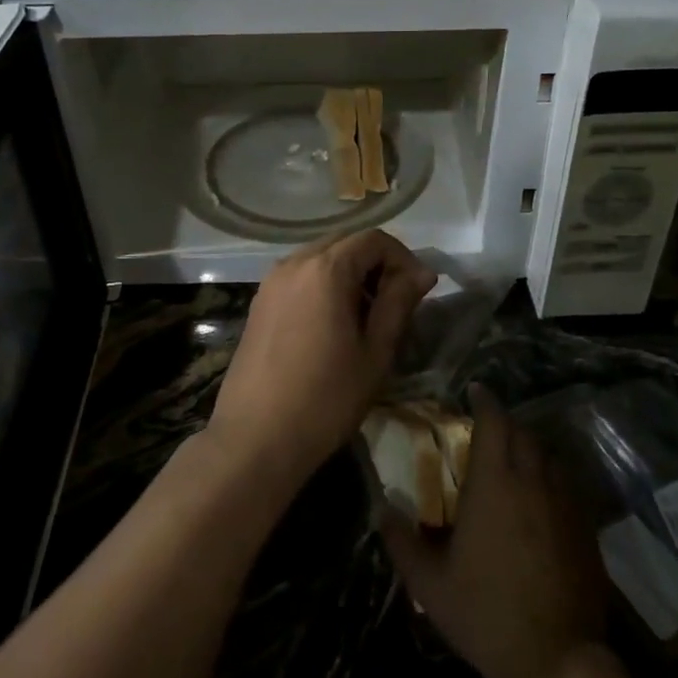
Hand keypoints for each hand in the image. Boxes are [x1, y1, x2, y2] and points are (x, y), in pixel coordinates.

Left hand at [206, 230, 437, 493]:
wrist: (256, 438)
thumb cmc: (326, 398)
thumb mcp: (375, 352)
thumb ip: (398, 303)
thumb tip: (422, 272)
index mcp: (325, 269)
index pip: (373, 239)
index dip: (402, 257)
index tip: (416, 291)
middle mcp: (293, 263)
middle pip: (345, 244)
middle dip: (376, 265)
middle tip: (395, 305)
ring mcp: (270, 282)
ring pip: (321, 260)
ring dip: (349, 276)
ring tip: (366, 319)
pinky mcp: (258, 303)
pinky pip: (300, 278)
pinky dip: (324, 287)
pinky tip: (332, 326)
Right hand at [380, 387, 607, 677]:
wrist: (555, 660)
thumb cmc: (484, 613)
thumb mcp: (428, 582)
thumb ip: (401, 541)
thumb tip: (382, 509)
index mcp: (495, 484)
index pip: (495, 423)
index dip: (486, 402)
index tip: (476, 391)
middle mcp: (534, 483)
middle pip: (524, 434)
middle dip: (506, 424)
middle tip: (487, 430)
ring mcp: (566, 506)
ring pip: (550, 458)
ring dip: (531, 450)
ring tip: (513, 462)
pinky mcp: (586, 531)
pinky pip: (568, 487)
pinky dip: (551, 480)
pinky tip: (540, 501)